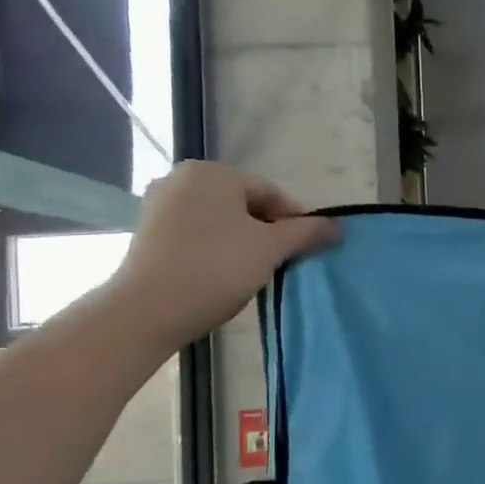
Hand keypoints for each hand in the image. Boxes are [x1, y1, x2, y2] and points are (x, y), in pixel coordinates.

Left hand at [102, 162, 339, 351]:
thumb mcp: (270, 249)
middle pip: (243, 204)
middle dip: (266, 231)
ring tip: (254, 272)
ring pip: (218, 220)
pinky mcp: (147, 233)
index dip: (295, 221)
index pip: (270, 193)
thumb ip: (305, 233)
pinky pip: (194, 234)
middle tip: (282, 263)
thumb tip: (337, 225)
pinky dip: (214, 249)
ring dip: (241, 242)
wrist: (146, 310)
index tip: (308, 248)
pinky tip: (222, 275)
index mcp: (213, 173)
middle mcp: (182, 178)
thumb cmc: (216, 268)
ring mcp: (159, 205)